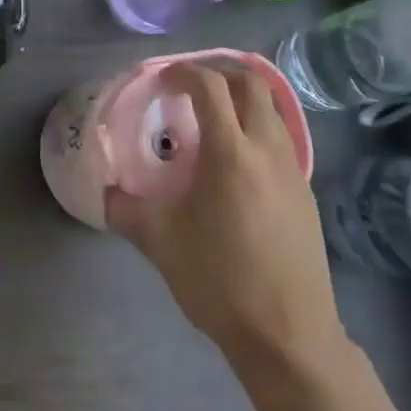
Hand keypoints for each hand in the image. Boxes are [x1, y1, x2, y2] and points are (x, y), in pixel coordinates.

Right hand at [108, 63, 345, 371]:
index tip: (163, 81)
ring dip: (242, 99)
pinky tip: (237, 161)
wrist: (289, 337)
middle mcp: (267, 149)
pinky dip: (257, 128)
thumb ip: (125, 208)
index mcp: (230, 153)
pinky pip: (282, 138)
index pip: (210, 86)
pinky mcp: (306, 193)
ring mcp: (293, 170)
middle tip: (191, 89)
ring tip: (214, 118)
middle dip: (219, 73)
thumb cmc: (220, 282)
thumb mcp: (159, 242)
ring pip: (273, 108)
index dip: (184, 73)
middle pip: (252, 83)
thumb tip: (104, 192)